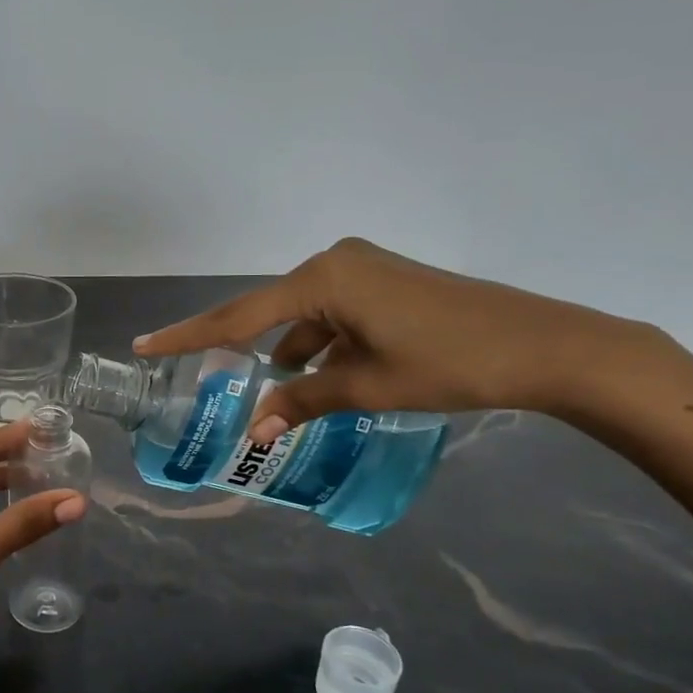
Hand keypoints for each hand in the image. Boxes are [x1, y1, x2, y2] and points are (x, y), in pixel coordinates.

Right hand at [134, 238, 646, 440]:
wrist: (545, 346)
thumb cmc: (450, 363)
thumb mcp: (368, 387)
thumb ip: (305, 401)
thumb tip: (256, 429)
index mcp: (323, 279)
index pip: (239, 316)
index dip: (189, 335)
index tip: (146, 344)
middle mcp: (335, 263)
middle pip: (270, 312)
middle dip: (246, 351)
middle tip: (207, 375)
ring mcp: (363, 269)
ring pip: (305, 315)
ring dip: (293, 353)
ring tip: (286, 397)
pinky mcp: (385, 282)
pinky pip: (334, 313)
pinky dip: (323, 344)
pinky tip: (327, 377)